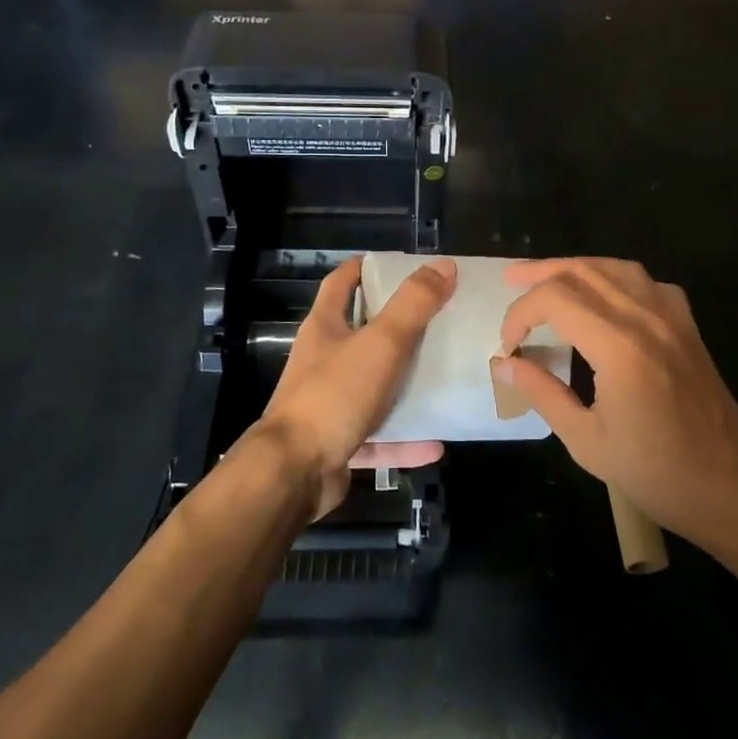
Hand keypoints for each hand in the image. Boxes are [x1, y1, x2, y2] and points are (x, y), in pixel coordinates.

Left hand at [249, 255, 456, 517]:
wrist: (294, 473)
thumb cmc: (334, 395)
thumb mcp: (380, 343)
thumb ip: (413, 305)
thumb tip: (443, 265)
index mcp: (325, 328)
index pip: (342, 282)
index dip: (366, 268)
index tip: (402, 266)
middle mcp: (323, 361)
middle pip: (361, 334)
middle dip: (398, 327)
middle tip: (439, 320)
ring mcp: (329, 403)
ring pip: (373, 387)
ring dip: (405, 386)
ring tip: (443, 377)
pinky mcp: (338, 442)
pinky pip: (379, 437)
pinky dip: (405, 439)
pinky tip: (437, 442)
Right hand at [492, 258, 737, 547]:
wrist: (731, 487)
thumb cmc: (656, 473)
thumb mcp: (586, 441)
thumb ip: (542, 393)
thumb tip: (503, 363)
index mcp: (619, 347)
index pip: (555, 299)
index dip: (521, 312)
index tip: (509, 344)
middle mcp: (646, 319)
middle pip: (583, 271)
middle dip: (540, 272)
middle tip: (510, 281)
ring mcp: (672, 318)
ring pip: (615, 267)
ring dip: (575, 267)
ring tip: (548, 277)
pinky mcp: (688, 326)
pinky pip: (646, 282)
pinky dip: (615, 277)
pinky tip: (604, 294)